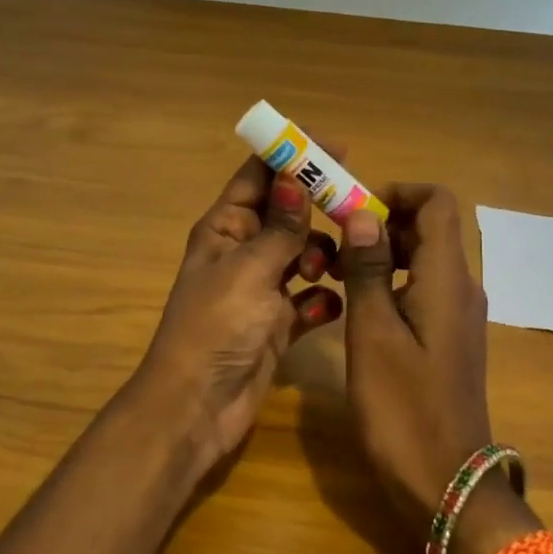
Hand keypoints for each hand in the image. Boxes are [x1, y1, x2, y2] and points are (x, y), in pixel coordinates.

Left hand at [129, 155, 342, 470]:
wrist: (198, 406)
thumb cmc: (216, 326)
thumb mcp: (249, 269)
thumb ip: (279, 227)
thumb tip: (294, 177)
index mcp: (224, 228)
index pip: (259, 176)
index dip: (292, 156)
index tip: (337, 147)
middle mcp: (243, 251)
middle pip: (287, 214)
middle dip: (317, 210)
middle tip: (354, 209)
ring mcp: (262, 288)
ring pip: (303, 254)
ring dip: (320, 256)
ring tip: (327, 270)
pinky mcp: (279, 323)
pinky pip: (310, 299)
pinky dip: (321, 300)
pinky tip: (327, 308)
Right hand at [337, 185, 495, 526]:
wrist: (446, 483)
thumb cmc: (403, 407)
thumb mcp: (373, 333)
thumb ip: (368, 269)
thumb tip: (362, 214)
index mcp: (448, 278)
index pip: (437, 202)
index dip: (397, 193)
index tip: (353, 210)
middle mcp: (462, 287)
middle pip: (430, 227)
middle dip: (383, 223)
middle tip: (335, 244)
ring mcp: (460, 315)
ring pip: (426, 259)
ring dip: (385, 253)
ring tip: (339, 273)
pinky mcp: (451, 338)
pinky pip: (426, 289)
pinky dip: (395, 282)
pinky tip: (360, 308)